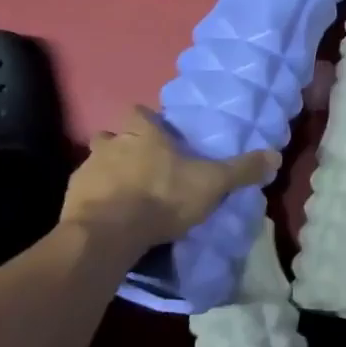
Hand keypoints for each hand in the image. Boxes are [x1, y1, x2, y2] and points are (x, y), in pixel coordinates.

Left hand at [58, 107, 276, 255]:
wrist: (107, 234)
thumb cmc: (162, 197)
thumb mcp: (212, 183)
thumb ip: (241, 169)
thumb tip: (276, 155)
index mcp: (143, 133)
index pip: (139, 112)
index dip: (146, 121)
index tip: (156, 133)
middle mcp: (111, 144)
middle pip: (111, 136)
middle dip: (121, 146)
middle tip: (139, 164)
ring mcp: (86, 171)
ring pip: (95, 163)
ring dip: (106, 173)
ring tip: (123, 193)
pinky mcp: (70, 200)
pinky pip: (83, 193)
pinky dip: (94, 201)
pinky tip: (107, 217)